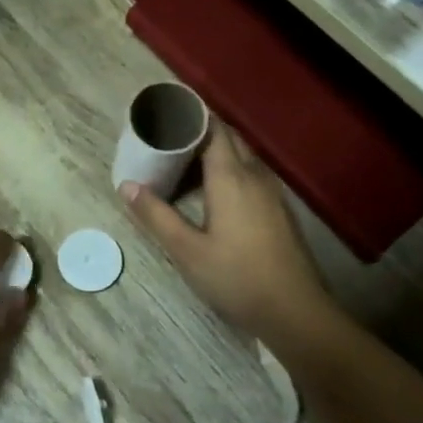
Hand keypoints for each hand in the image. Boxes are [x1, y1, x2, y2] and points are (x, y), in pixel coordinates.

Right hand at [123, 128, 332, 343]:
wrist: (295, 311)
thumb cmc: (236, 278)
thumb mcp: (187, 251)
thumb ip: (156, 215)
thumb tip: (126, 185)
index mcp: (230, 178)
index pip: (213, 129)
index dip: (192, 116)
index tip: (166, 111)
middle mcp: (255, 176)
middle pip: (229, 138)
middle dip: (201, 131)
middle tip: (168, 137)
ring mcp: (272, 193)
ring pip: (243, 157)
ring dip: (216, 151)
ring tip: (184, 162)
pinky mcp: (279, 210)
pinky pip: (251, 174)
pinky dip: (229, 170)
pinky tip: (213, 192)